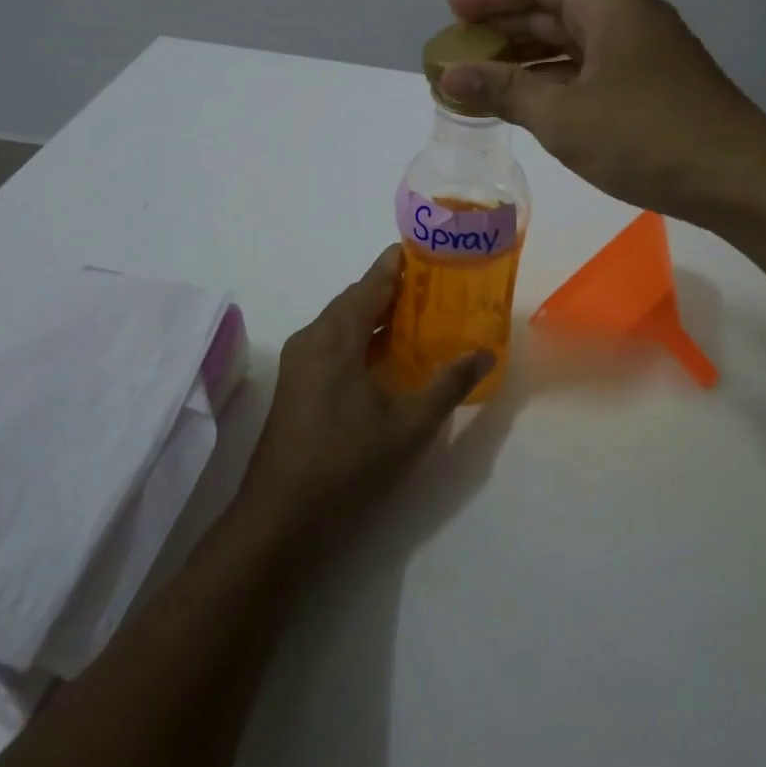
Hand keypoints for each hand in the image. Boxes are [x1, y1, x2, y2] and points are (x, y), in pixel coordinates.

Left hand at [238, 246, 492, 537]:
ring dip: (380, 315)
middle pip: (358, 298)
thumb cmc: (347, 463)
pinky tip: (392, 355)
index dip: (401, 262)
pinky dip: (365, 338)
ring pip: (345, 321)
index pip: (372, 281)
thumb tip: (485, 353)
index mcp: (336, 336)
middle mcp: (313, 337)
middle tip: (440, 285)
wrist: (280, 517)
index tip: (433, 249)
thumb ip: (449, 383)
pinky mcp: (298, 383)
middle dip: (397, 288)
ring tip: (424, 315)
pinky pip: (335, 343)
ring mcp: (300, 361)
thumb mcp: (409, 425)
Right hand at [441, 0, 765, 224]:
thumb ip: (503, 91)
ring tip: (484, 83)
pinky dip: (557, 81)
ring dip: (529, 59)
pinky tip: (532, 105)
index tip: (452, 12)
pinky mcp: (655, 83)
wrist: (738, 179)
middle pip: (555, 7)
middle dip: (505, 28)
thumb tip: (448, 76)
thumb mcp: (563, 116)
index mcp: (609, 3)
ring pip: (574, 42)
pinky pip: (593, 68)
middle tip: (460, 54)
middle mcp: (629, 15)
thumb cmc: (645, 138)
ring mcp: (646, 50)